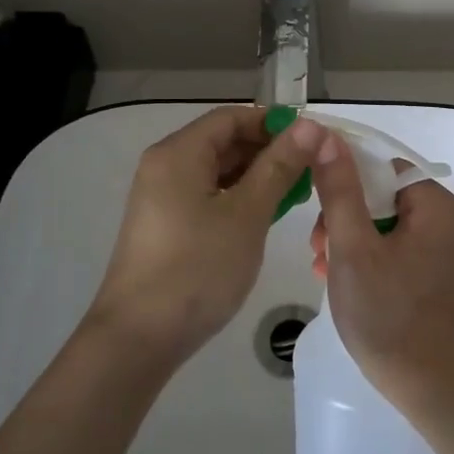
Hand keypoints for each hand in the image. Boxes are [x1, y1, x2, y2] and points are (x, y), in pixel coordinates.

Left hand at [86, 107, 321, 366]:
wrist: (139, 337)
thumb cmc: (198, 268)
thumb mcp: (247, 214)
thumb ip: (279, 166)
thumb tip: (310, 126)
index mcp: (179, 153)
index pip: (232, 117)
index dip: (274, 123)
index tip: (313, 142)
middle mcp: (165, 165)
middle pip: (223, 141)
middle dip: (269, 150)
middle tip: (312, 170)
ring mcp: (162, 197)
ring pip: (217, 171)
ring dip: (256, 176)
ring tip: (297, 193)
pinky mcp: (165, 224)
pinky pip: (207, 195)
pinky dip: (238, 197)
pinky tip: (266, 215)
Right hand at [307, 128, 453, 404]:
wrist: (428, 386)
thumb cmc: (387, 314)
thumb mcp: (352, 247)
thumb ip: (340, 189)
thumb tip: (327, 137)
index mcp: (438, 207)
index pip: (384, 168)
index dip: (346, 181)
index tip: (316, 210)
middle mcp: (451, 221)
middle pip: (385, 197)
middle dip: (345, 218)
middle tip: (317, 249)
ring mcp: (448, 250)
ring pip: (388, 224)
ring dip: (352, 240)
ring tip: (323, 268)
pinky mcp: (440, 274)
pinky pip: (399, 248)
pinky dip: (371, 257)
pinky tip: (342, 279)